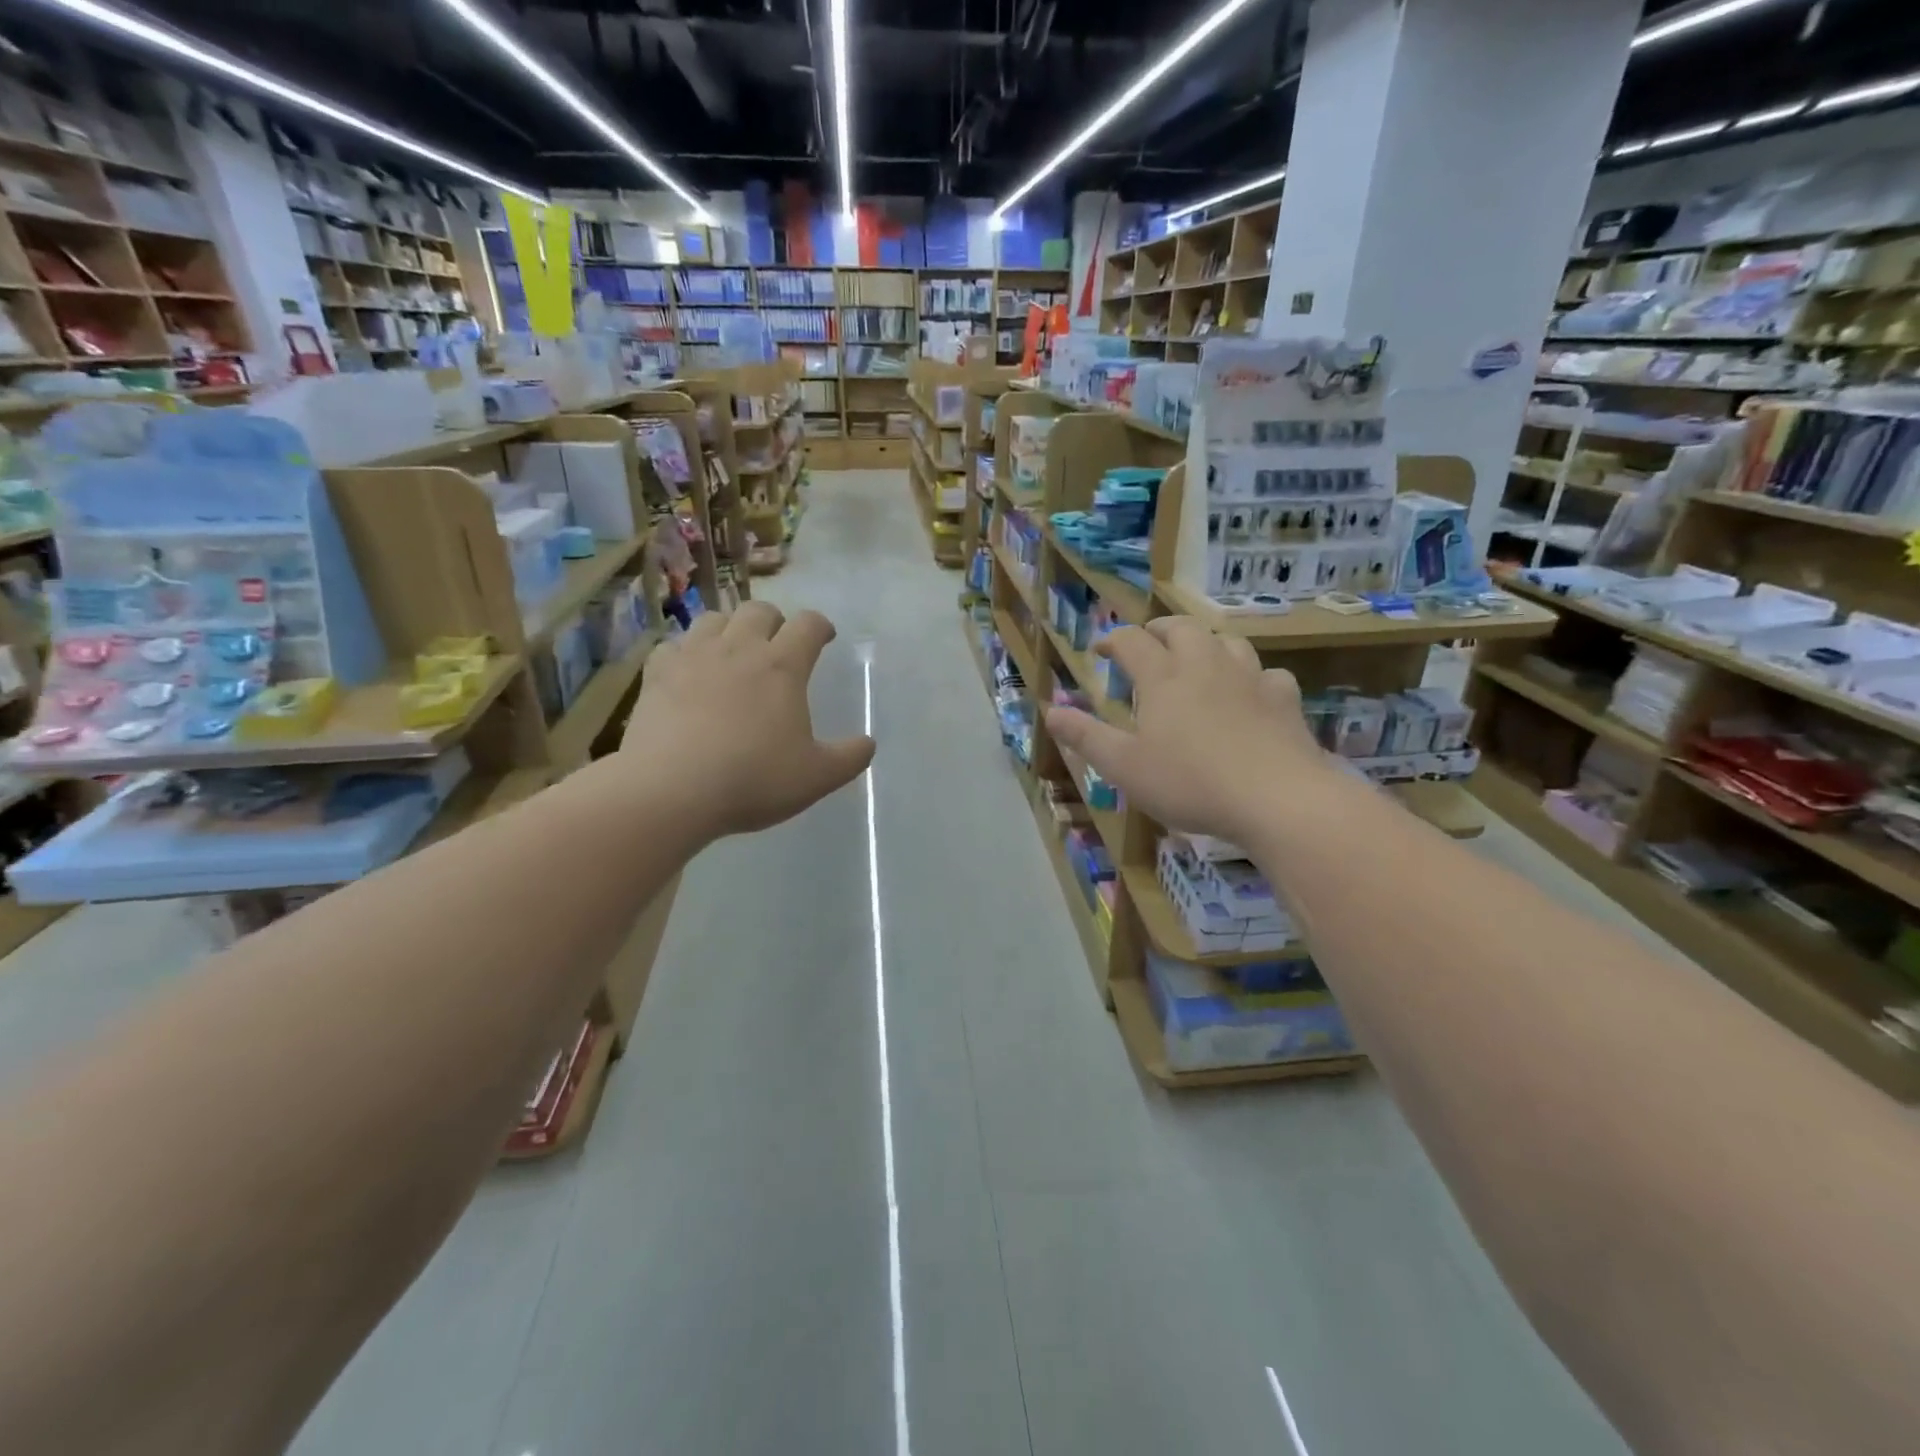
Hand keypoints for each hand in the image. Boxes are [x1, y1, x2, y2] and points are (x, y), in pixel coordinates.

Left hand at [624, 603, 874, 838]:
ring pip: (714, 618)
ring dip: (730, 628)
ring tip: (733, 651)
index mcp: (783, 666)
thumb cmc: (753, 779)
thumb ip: (849, 758)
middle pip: (759, 610)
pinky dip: (685, 652)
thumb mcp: (817, 777)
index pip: (809, 624)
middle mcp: (739, 648)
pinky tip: (688, 672)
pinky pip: (673, 645)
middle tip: (778, 644)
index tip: (824, 638)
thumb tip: (868, 743)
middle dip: (775, 621)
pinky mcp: (656, 674)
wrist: (670, 790)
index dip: (821, 625)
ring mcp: (693, 657)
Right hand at [1044, 618, 1327, 843]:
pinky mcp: (1284, 699)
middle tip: (1148, 643)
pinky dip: (1251, 676)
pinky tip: (1250, 693)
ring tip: (1197, 659)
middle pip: (1182, 628)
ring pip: (1226, 641)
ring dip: (1206, 642)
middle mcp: (1205, 665)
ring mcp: (1250, 678)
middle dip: (1160, 630)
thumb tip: (1050, 711)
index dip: (1113, 640)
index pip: (1132, 641)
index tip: (1101, 650)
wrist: (1278, 798)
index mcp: (1163, 678)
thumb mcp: (1124, 767)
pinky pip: (1267, 673)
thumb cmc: (1190, 783)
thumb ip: (1086, 737)